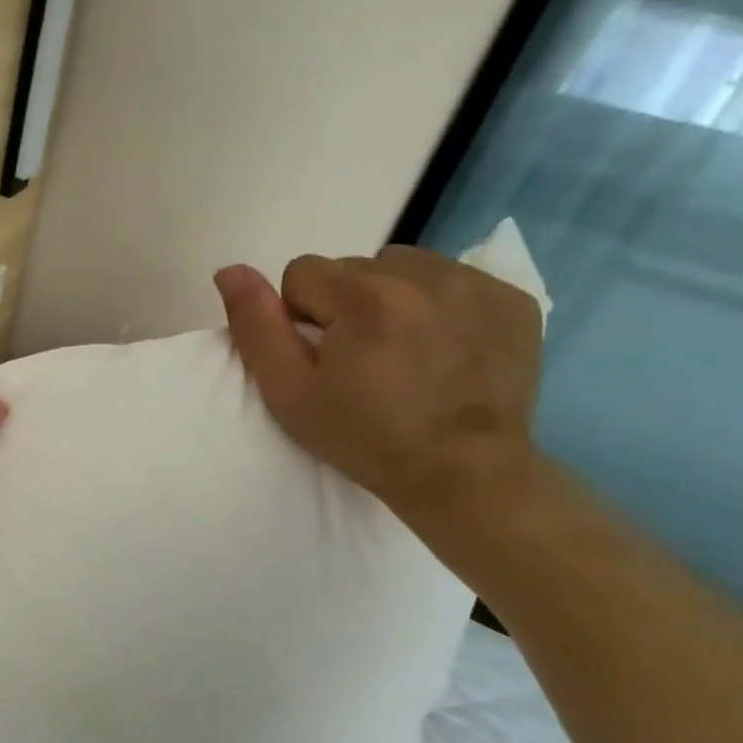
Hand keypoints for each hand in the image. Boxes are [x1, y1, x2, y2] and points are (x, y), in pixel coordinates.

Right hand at [214, 246, 543, 522]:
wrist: (465, 475)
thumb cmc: (365, 437)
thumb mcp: (290, 392)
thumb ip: (255, 326)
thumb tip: (229, 270)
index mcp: (363, 295)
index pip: (302, 272)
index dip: (301, 316)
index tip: (323, 358)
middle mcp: (422, 274)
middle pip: (354, 267)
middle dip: (346, 304)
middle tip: (363, 361)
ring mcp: (474, 283)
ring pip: (404, 267)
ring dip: (392, 298)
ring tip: (404, 352)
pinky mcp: (513, 299)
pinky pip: (455, 280)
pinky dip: (441, 305)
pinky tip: (445, 349)